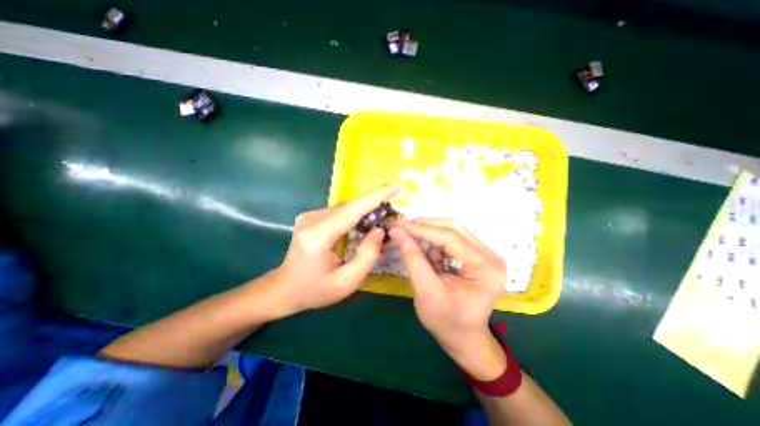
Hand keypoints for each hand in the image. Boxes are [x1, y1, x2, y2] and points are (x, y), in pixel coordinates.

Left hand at [269, 185, 399, 314]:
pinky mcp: (312, 217)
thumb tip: (380, 230)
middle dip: (374, 205)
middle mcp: (312, 219)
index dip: (376, 197)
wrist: (285, 289)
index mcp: (318, 236)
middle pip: (350, 207)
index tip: (396, 187)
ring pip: (346, 208)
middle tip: (393, 210)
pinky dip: (355, 215)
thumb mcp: (346, 282)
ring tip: (382, 219)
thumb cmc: (315, 290)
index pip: (352, 210)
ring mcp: (310, 216)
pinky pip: (340, 212)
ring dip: (365, 211)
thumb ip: (367, 256)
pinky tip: (364, 224)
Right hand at [388, 219, 505, 379]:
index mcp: (484, 268)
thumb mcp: (425, 290)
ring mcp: (486, 254)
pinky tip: (429, 255)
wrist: (464, 338)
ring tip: (414, 245)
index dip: (422, 229)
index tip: (398, 224)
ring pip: (452, 231)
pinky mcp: (478, 255)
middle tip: (402, 228)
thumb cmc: (446, 321)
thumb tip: (397, 230)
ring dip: (430, 235)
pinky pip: (453, 239)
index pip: (450, 238)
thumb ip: (412, 257)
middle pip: (454, 229)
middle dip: (425, 227)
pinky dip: (436, 243)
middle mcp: (490, 256)